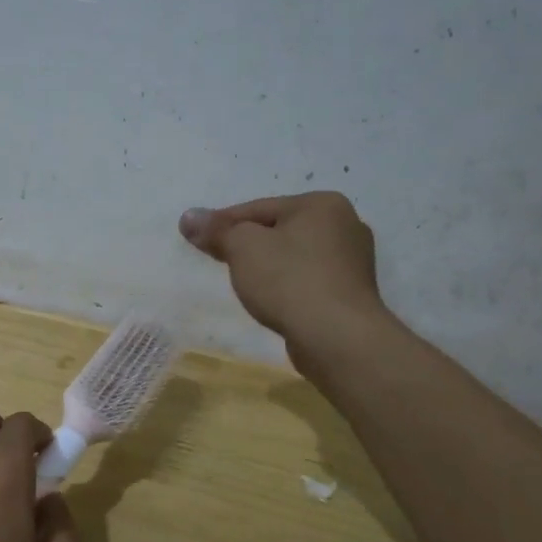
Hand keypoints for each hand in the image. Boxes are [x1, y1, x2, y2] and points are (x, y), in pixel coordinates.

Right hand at [180, 192, 383, 358]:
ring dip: (268, 266)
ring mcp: (353, 262)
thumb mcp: (243, 247)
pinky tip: (272, 301)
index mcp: (322, 204)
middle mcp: (345, 225)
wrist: (337, 338)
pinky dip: (287, 286)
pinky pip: (307, 280)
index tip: (197, 238)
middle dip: (248, 244)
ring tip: (244, 283)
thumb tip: (189, 217)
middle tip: (219, 260)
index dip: (224, 223)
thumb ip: (217, 230)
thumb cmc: (289, 280)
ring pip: (294, 256)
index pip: (259, 208)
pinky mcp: (351, 294)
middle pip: (279, 230)